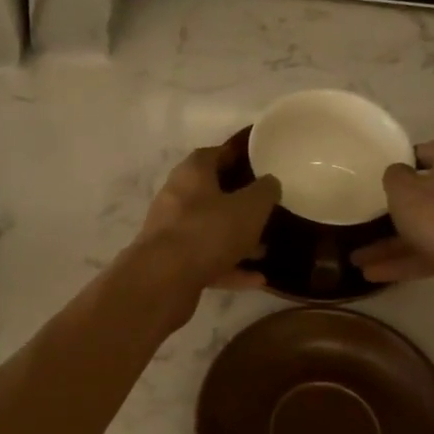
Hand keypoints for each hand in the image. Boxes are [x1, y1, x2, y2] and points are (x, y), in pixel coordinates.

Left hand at [128, 147, 280, 318]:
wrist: (164, 279)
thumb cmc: (209, 231)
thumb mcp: (250, 207)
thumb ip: (265, 191)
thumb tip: (269, 183)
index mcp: (192, 173)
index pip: (215, 154)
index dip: (237, 157)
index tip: (260, 165)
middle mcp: (176, 197)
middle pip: (212, 195)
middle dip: (240, 205)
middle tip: (266, 211)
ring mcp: (171, 231)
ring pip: (210, 231)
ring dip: (237, 240)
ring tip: (265, 250)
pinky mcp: (171, 262)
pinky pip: (206, 260)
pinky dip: (230, 267)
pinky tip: (257, 279)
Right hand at [351, 139, 433, 310]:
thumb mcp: (404, 191)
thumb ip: (394, 176)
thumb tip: (399, 173)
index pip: (424, 153)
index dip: (399, 166)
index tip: (378, 183)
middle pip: (428, 194)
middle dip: (394, 214)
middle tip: (367, 223)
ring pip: (431, 227)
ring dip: (395, 244)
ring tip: (359, 260)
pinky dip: (412, 259)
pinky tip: (377, 275)